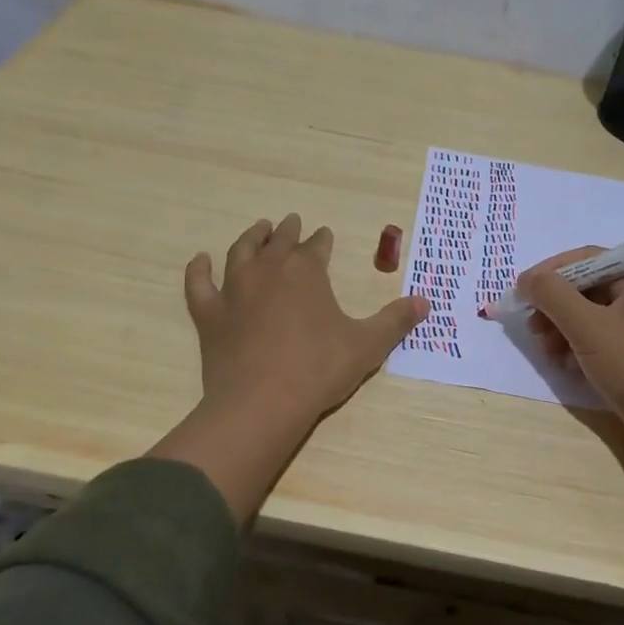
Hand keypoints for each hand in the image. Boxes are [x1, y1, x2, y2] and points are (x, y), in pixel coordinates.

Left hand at [150, 214, 427, 522]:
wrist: (262, 403)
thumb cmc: (319, 370)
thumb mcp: (367, 345)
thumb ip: (395, 321)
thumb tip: (425, 301)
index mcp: (306, 272)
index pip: (316, 246)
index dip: (321, 240)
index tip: (324, 234)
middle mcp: (268, 271)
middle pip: (278, 242)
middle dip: (288, 230)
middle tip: (291, 221)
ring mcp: (234, 290)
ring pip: (240, 252)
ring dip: (250, 237)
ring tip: (258, 229)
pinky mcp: (209, 314)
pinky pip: (199, 284)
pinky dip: (198, 270)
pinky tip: (200, 260)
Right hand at [521, 248, 623, 544]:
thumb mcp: (587, 326)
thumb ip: (552, 295)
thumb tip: (527, 279)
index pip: (588, 259)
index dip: (550, 273)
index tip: (521, 291)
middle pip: (589, 289)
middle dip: (556, 308)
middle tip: (533, 328)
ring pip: (594, 316)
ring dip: (564, 330)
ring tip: (548, 353)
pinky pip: (605, 339)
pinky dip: (582, 347)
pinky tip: (568, 366)